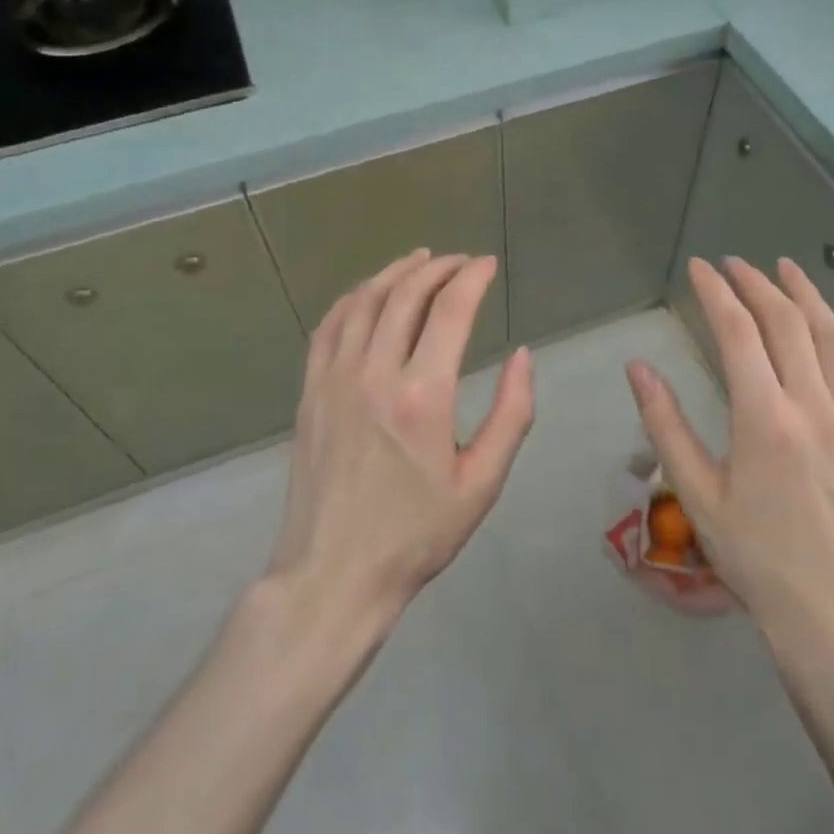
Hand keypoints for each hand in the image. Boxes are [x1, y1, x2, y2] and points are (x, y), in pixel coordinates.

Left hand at [269, 250, 534, 624]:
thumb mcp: (483, 483)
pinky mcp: (310, 392)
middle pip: (406, 295)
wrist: (335, 573)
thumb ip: (511, 414)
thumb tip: (523, 355)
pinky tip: (368, 293)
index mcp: (423, 396)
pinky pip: (329, 326)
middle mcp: (374, 374)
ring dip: (395, 273)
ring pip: (364, 302)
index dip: (472, 277)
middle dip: (439, 268)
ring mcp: (334, 379)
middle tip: (462, 262)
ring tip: (420, 260)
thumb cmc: (417, 533)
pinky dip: (353, 298)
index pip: (450, 310)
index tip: (488, 265)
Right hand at [626, 257, 833, 644]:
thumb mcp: (698, 494)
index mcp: (765, 420)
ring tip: (787, 269)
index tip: (700, 268)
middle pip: (787, 324)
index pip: (738, 333)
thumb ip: (665, 425)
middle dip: (757, 285)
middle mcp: (814, 408)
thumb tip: (639, 367)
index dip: (717, 293)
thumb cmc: (756, 558)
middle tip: (734, 264)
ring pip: (832, 339)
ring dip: (808, 297)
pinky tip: (830, 326)